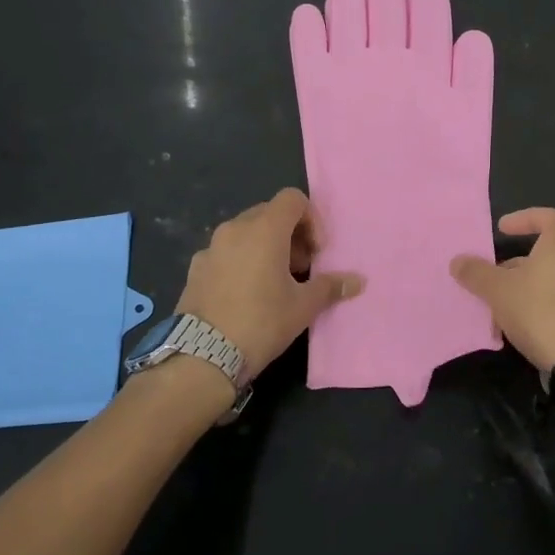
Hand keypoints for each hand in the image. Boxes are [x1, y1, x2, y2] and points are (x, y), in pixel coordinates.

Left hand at [176, 189, 364, 379]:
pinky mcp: (195, 268)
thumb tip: (358, 281)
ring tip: (274, 282)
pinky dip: (240, 261)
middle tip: (300, 267)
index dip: (311, 219)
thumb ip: (330, 287)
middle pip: (269, 213)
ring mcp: (211, 247)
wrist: (203, 356)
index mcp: (265, 229)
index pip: (292, 199)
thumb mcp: (303, 307)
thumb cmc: (261, 322)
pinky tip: (244, 294)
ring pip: (245, 232)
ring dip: (265, 246)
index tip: (316, 251)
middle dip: (290, 234)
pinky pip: (225, 252)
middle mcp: (235, 228)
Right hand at [449, 208, 554, 370]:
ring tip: (494, 308)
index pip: (551, 218)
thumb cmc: (540, 311)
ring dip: (519, 291)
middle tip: (489, 278)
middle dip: (513, 265)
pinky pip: (553, 305)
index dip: (526, 217)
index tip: (503, 229)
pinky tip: (512, 330)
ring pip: (545, 283)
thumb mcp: (499, 290)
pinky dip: (532, 310)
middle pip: (543, 255)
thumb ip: (477, 273)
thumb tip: (458, 260)